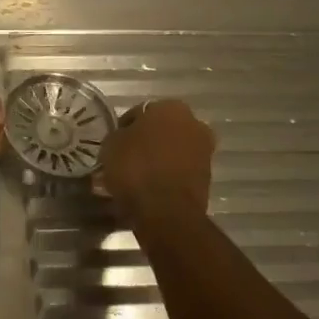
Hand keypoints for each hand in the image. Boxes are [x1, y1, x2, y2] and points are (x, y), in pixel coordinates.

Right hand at [96, 99, 213, 214]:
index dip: (125, 127)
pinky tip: (150, 187)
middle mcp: (194, 123)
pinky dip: (167, 175)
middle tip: (126, 157)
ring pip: (173, 150)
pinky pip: (179, 170)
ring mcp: (204, 151)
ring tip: (136, 176)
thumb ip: (120, 134)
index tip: (114, 143)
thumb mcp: (111, 144)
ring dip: (159, 158)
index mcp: (170, 107)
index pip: (140, 112)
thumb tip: (125, 138)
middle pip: (162, 130)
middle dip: (147, 141)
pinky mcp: (207, 178)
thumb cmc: (135, 168)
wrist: (166, 211)